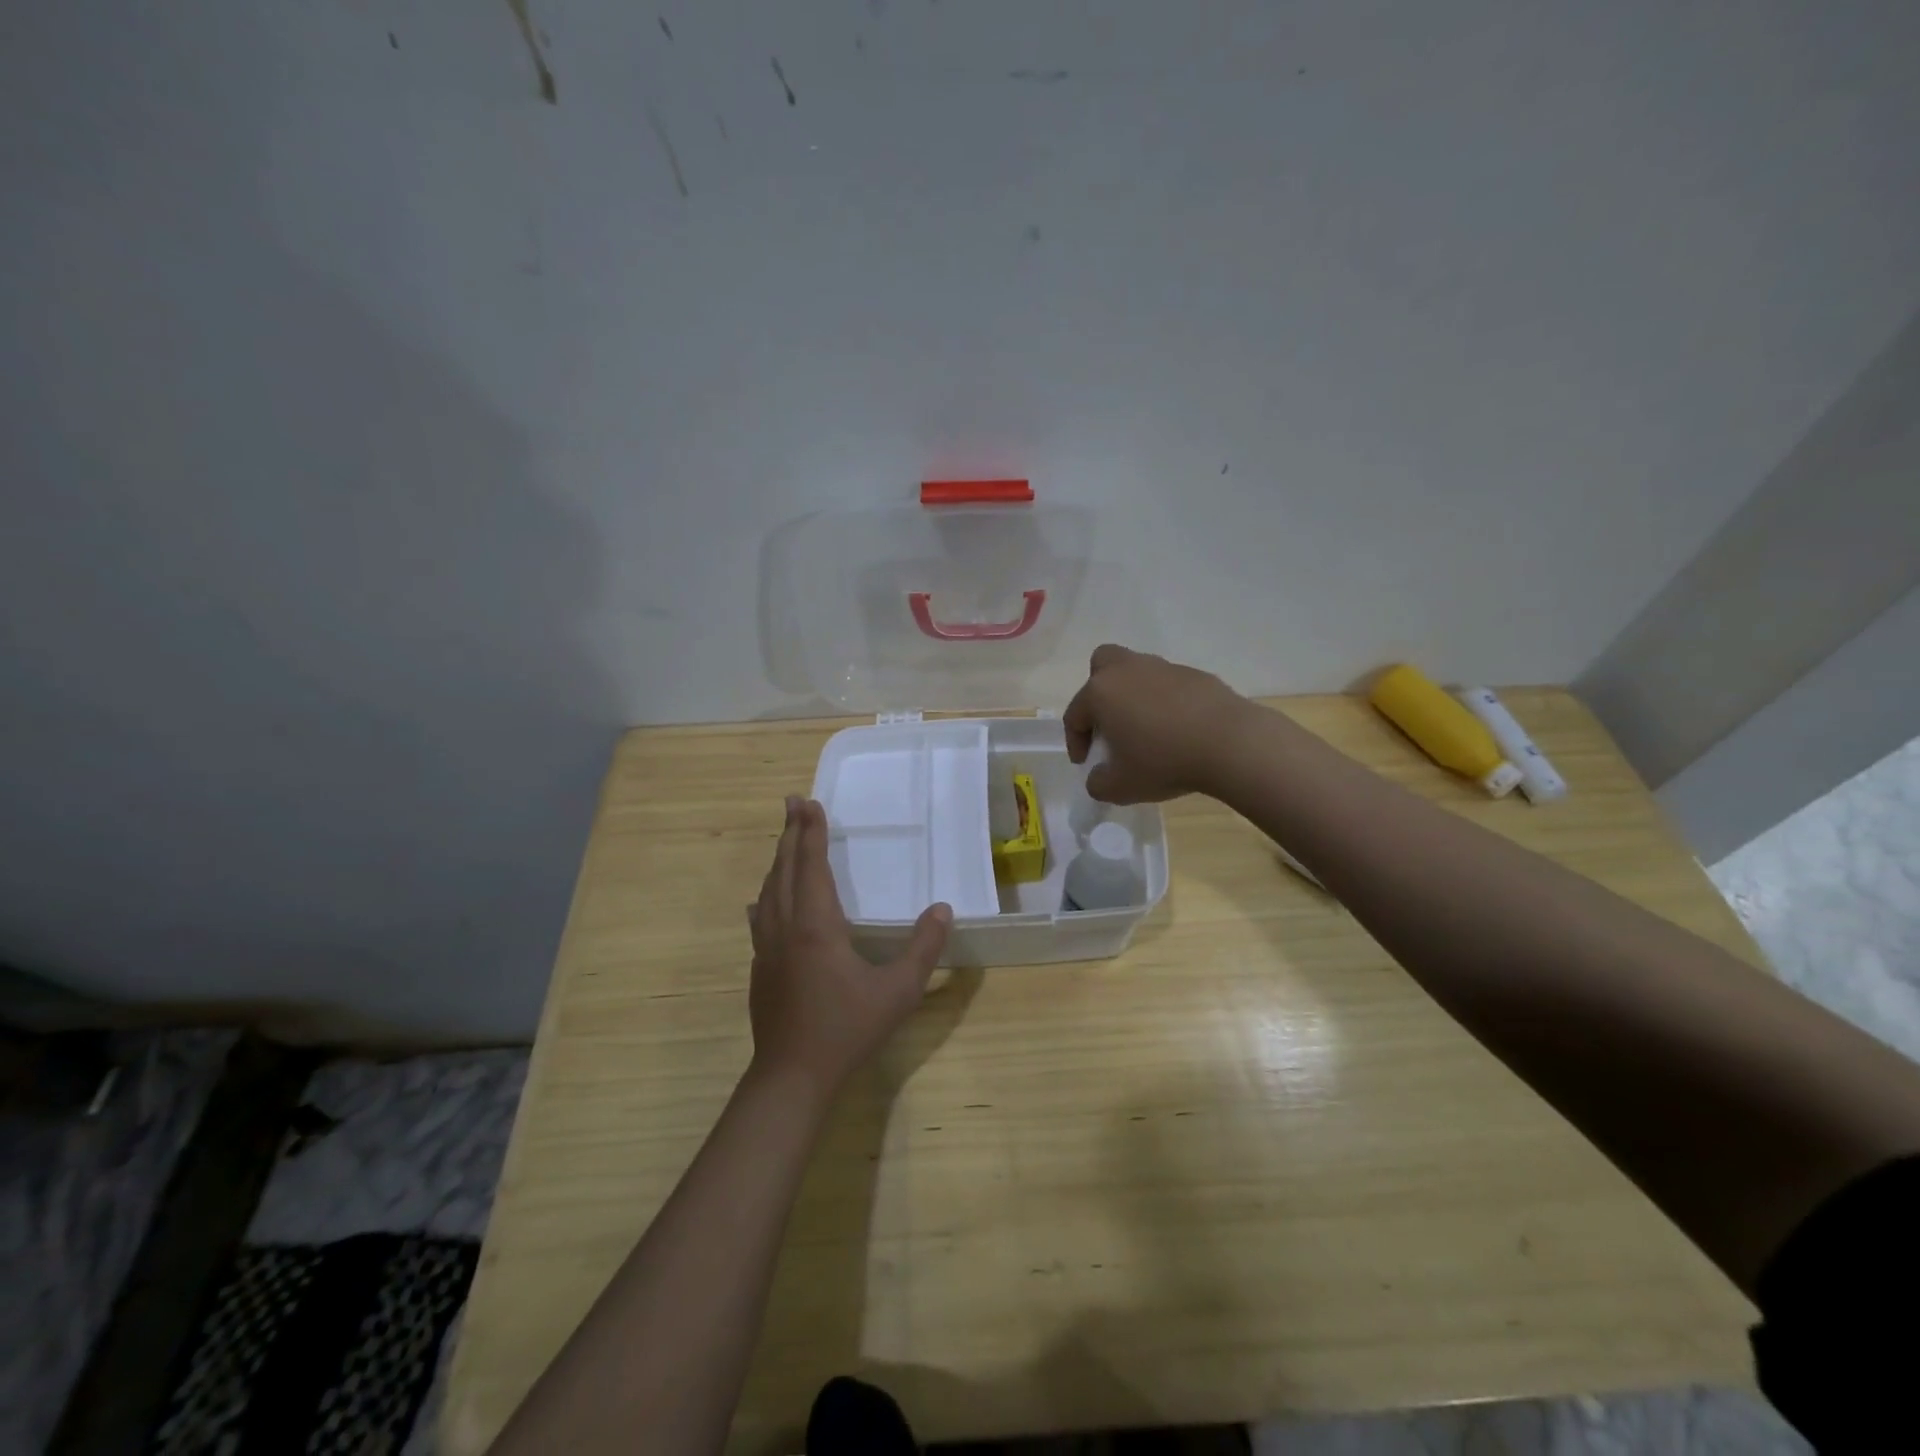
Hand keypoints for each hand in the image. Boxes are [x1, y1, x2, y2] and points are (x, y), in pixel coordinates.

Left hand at [747, 797, 951, 1100]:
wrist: (792, 1076)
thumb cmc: (847, 1029)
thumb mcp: (897, 991)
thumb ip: (923, 948)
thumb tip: (943, 909)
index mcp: (816, 925)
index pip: (811, 865)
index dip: (811, 832)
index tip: (808, 802)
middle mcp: (786, 927)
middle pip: (784, 869)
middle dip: (790, 833)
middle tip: (792, 802)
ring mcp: (767, 948)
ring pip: (768, 891)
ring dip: (777, 860)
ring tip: (785, 841)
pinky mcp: (760, 968)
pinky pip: (759, 918)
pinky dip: (765, 896)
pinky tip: (761, 901)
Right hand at [1062, 644, 1255, 803]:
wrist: (1231, 744)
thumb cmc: (1164, 762)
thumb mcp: (1120, 787)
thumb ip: (1099, 783)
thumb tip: (1100, 776)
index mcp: (1101, 692)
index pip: (1075, 715)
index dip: (1076, 742)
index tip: (1085, 763)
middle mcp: (1128, 670)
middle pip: (1102, 666)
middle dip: (1098, 692)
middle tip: (1108, 723)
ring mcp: (1164, 668)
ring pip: (1137, 673)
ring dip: (1134, 697)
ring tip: (1146, 731)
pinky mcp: (1195, 674)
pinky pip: (1168, 685)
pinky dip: (1165, 703)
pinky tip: (1178, 729)